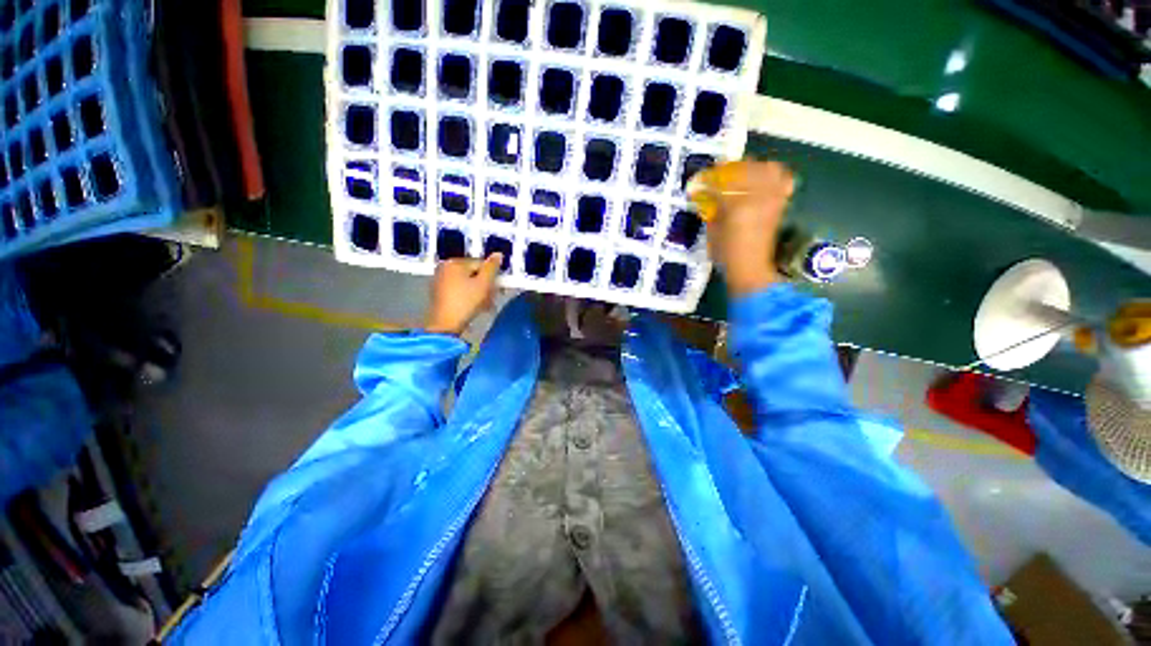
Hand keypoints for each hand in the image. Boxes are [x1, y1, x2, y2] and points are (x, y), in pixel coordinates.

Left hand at [423, 254, 502, 335]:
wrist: (445, 325)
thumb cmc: (466, 302)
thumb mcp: (484, 284)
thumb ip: (492, 268)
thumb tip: (498, 254)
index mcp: (454, 263)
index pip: (481, 264)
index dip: (492, 277)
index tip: (499, 290)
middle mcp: (445, 268)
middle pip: (474, 274)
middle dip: (486, 287)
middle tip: (492, 300)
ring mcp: (440, 281)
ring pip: (467, 284)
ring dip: (480, 294)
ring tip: (486, 307)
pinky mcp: (439, 294)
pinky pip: (459, 291)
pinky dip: (469, 297)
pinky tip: (475, 308)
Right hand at [691, 161, 794, 297]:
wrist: (750, 268)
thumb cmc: (726, 254)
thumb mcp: (712, 231)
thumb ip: (711, 208)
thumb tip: (706, 193)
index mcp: (737, 206)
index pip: (721, 183)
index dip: (709, 179)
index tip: (700, 180)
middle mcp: (759, 198)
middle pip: (746, 170)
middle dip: (730, 169)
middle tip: (719, 174)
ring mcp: (773, 199)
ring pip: (767, 169)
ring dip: (752, 168)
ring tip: (741, 174)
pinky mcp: (780, 204)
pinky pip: (783, 180)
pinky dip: (773, 175)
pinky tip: (763, 180)